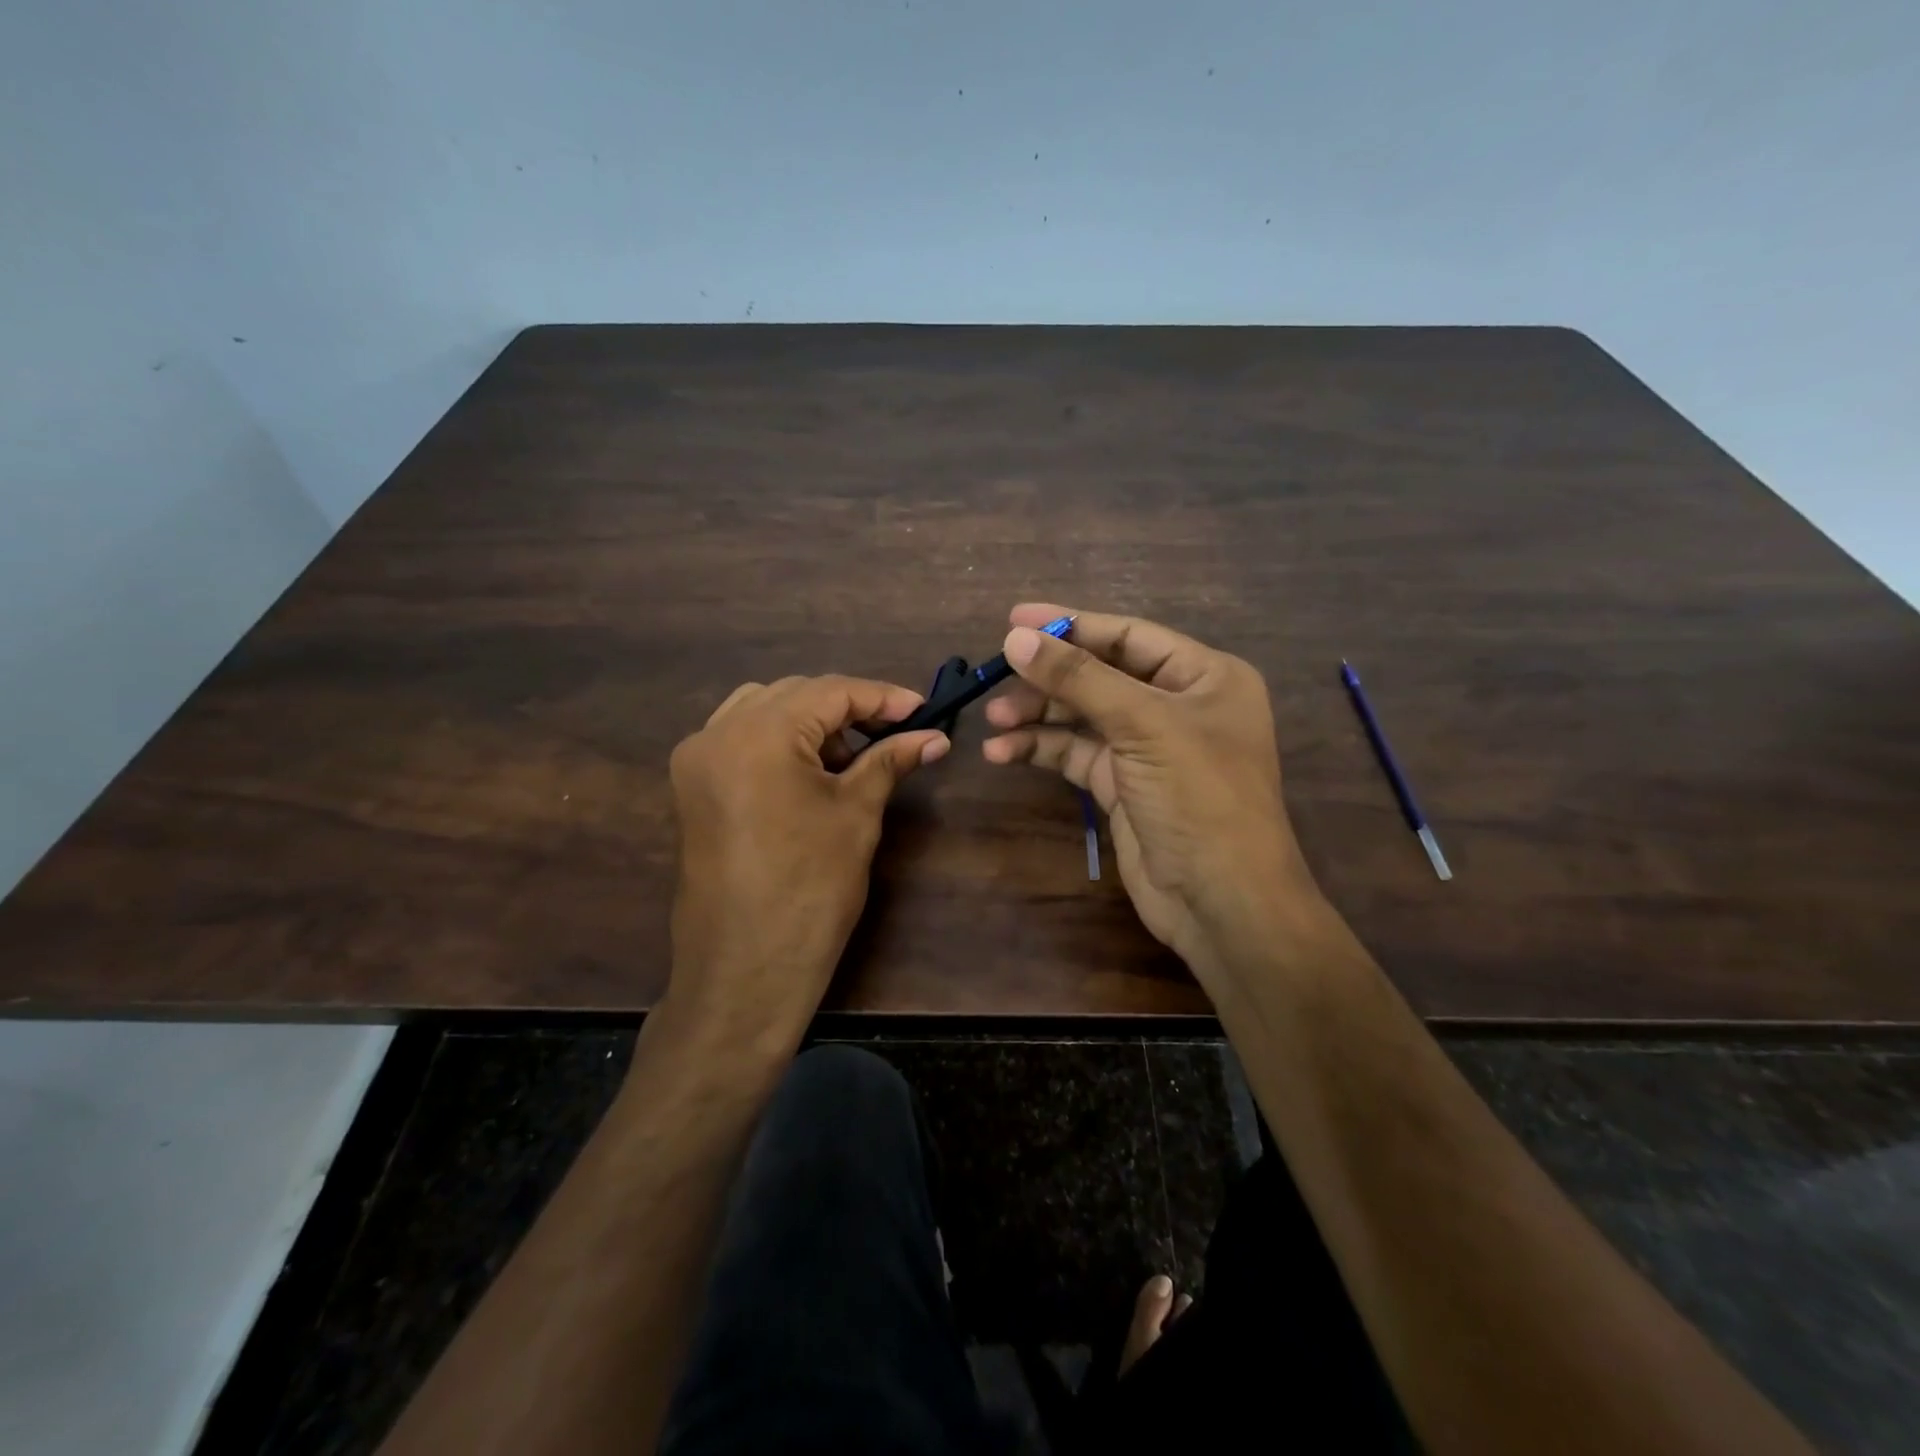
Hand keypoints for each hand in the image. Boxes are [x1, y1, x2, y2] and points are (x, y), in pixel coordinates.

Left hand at [667, 676, 948, 1045]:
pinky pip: (740, 737)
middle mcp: (716, 733)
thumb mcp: (857, 815)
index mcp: (758, 734)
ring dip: (813, 721)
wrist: (745, 969)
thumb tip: (934, 737)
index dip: (882, 697)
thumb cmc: (810, 890)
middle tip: (895, 733)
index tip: (923, 710)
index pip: (830, 691)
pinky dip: (780, 739)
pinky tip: (812, 769)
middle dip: (848, 708)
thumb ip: (890, 761)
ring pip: (764, 710)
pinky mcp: (692, 785)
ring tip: (854, 756)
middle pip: (795, 694)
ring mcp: (696, 759)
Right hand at [982, 604, 1319, 979]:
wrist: (1221, 902)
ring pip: (1083, 717)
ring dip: (1038, 716)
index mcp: (1204, 676)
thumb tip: (1016, 638)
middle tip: (996, 674)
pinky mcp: (1123, 786)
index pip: (1128, 636)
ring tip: (994, 721)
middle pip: (1101, 675)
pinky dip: (1042, 750)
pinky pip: (1077, 754)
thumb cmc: (1199, 797)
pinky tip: (1004, 752)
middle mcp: (1178, 706)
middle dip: (1049, 678)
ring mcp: (1149, 749)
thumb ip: (1078, 678)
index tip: (1013, 621)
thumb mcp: (1142, 725)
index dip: (1070, 625)